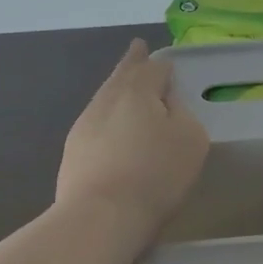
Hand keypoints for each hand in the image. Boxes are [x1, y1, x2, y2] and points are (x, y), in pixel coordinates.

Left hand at [57, 39, 208, 236]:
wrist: (100, 215)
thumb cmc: (155, 174)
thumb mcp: (190, 139)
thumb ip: (182, 113)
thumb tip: (167, 101)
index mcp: (138, 91)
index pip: (154, 69)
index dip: (163, 66)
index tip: (166, 64)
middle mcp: (107, 100)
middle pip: (122, 75)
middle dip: (132, 61)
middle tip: (137, 48)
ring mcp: (85, 125)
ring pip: (105, 97)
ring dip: (117, 88)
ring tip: (125, 84)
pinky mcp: (73, 152)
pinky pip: (95, 123)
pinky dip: (107, 117)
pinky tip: (111, 127)